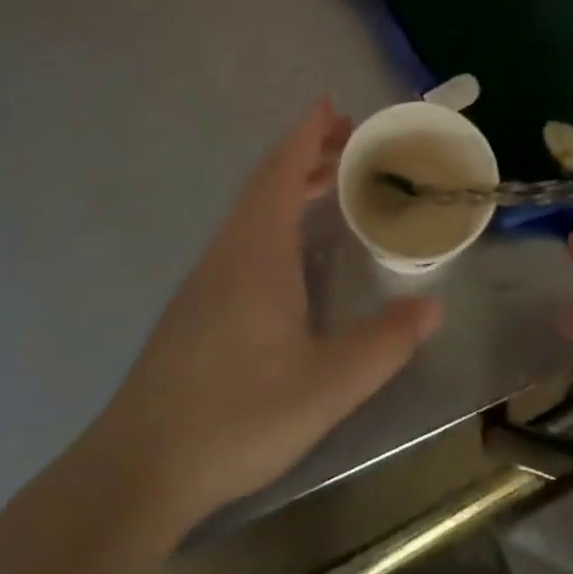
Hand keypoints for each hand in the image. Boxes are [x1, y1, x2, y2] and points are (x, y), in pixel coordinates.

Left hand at [104, 100, 440, 532]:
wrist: (139, 469)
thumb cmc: (236, 415)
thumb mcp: (326, 385)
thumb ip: (383, 344)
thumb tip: (433, 307)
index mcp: (258, 250)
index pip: (282, 171)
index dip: (307, 133)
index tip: (330, 104)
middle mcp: (230, 250)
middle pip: (266, 181)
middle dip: (305, 151)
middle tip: (348, 139)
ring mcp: (208, 277)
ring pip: (251, 208)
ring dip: (289, 183)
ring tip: (329, 181)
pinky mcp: (197, 305)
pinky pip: (242, 234)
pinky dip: (273, 213)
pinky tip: (292, 248)